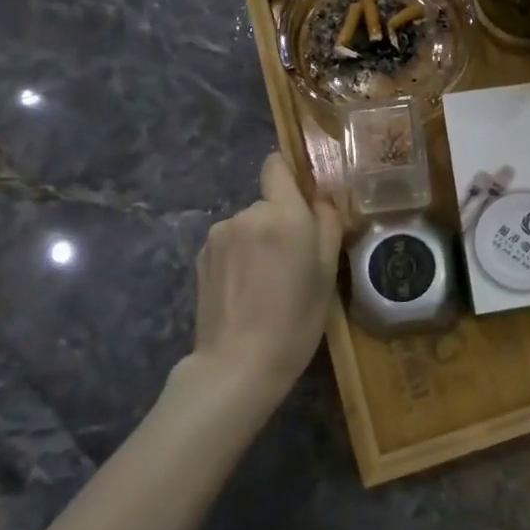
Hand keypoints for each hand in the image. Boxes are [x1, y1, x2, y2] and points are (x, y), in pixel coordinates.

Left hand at [190, 154, 342, 407]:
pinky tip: (245, 290)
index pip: (277, 164)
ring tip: (267, 281)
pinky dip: (240, 256)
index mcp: (283, 214)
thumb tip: (322, 199)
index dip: (290, 174)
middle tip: (294, 260)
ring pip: (248, 224)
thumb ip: (328, 224)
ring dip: (258, 240)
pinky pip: (230, 243)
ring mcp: (219, 235)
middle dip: (281, 220)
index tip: (304, 200)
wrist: (237, 365)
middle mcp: (247, 214)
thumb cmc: (295, 319)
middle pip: (268, 201)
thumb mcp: (327, 273)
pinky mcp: (201, 256)